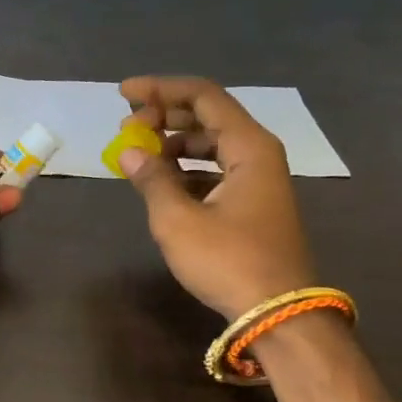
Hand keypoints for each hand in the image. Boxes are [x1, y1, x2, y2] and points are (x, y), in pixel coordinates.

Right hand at [117, 76, 315, 319]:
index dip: (160, 89)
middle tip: (128, 128)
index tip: (123, 94)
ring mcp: (258, 179)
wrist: (277, 312)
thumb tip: (129, 152)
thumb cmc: (228, 260)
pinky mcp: (252, 203)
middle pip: (208, 116)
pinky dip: (186, 168)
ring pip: (212, 144)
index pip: (203, 96)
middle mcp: (258, 153)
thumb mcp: (178, 220)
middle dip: (164, 116)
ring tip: (139, 155)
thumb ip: (152, 179)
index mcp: (248, 146)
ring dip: (173, 143)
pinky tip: (162, 182)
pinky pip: (216, 169)